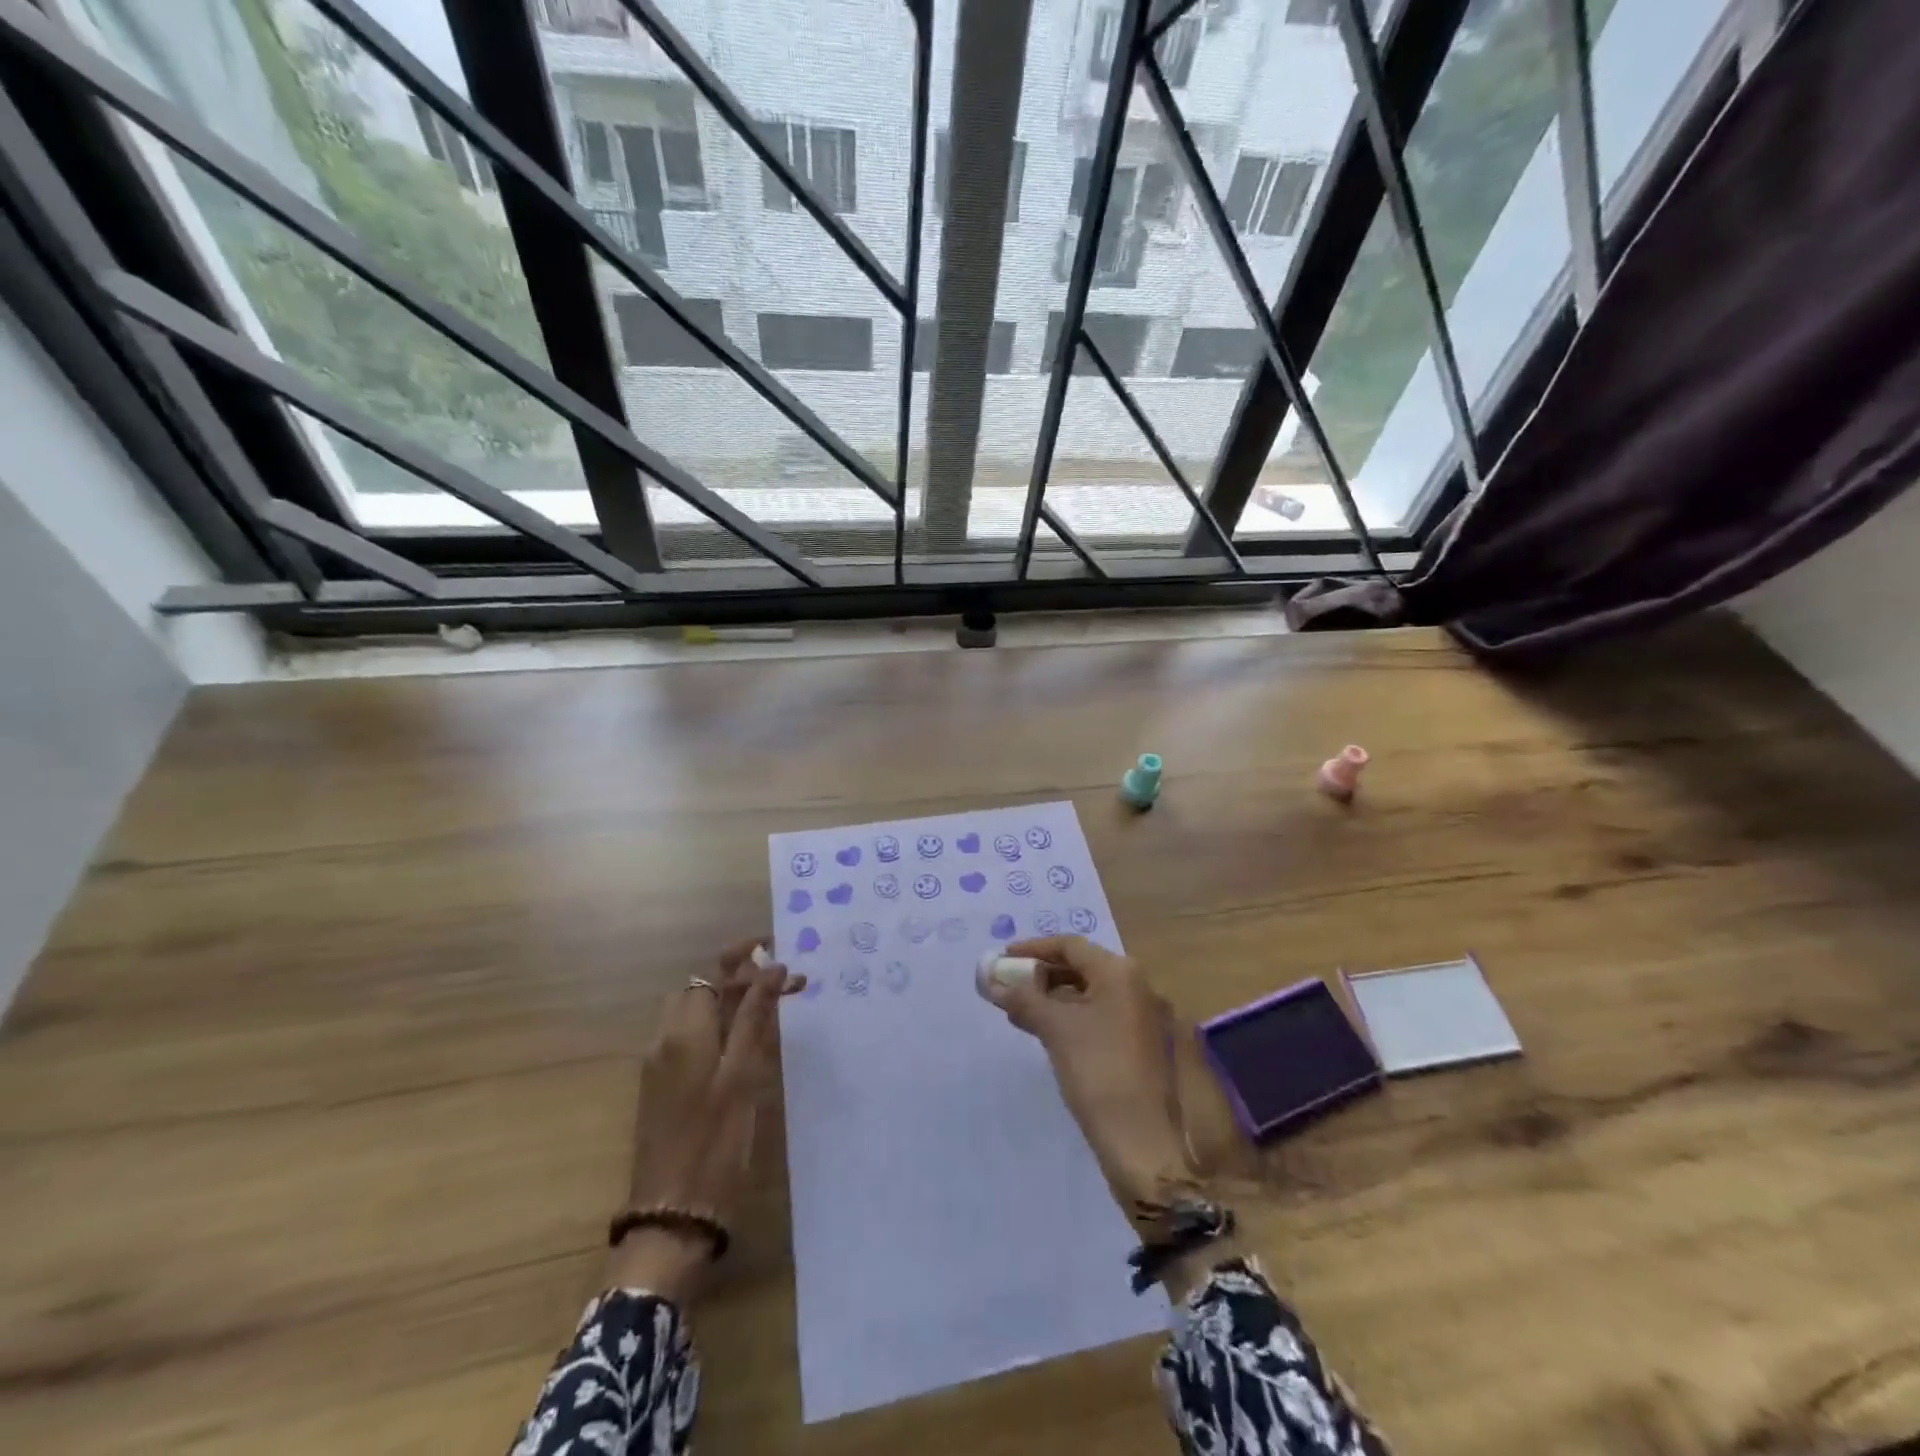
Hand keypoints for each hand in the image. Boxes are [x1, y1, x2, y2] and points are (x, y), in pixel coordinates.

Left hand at [610, 939, 797, 1302]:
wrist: (672, 1216)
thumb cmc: (714, 1143)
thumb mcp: (742, 1076)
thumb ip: (754, 1018)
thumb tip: (772, 967)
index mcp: (684, 1033)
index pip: (714, 973)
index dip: (744, 955)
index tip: (778, 946)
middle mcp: (666, 1040)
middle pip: (702, 989)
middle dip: (741, 977)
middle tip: (784, 982)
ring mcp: (661, 1066)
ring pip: (697, 1014)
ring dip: (732, 1001)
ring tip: (772, 1008)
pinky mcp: (663, 1088)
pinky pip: (693, 1039)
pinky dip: (721, 1027)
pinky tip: (748, 1043)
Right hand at [983, 936, 1203, 1234]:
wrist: (1143, 1142)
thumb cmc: (1098, 1071)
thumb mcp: (1055, 1029)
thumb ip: (1022, 998)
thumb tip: (991, 979)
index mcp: (1121, 972)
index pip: (1071, 946)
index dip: (1033, 949)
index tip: (1003, 958)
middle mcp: (1137, 986)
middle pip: (1081, 967)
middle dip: (1042, 975)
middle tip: (1008, 986)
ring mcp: (1142, 1016)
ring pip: (1089, 994)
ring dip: (1053, 998)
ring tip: (1018, 1012)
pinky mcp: (1140, 1044)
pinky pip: (1099, 1016)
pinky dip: (1070, 1017)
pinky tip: (1045, 1033)